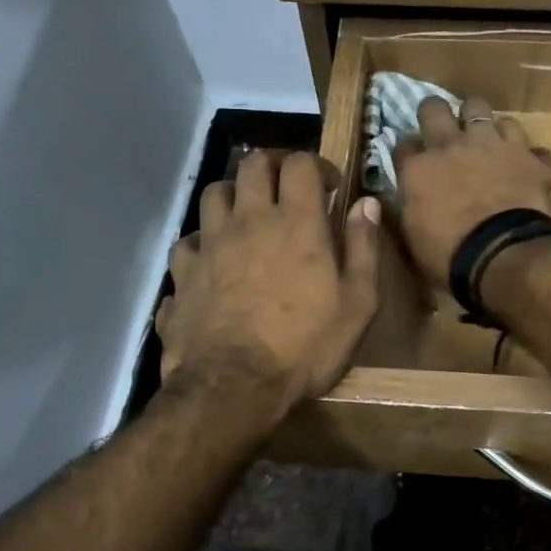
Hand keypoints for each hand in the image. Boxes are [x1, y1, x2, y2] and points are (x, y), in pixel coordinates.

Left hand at [155, 151, 379, 413]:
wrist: (234, 386)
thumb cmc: (305, 346)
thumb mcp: (357, 304)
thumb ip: (364, 248)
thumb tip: (367, 203)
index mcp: (296, 223)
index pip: (300, 164)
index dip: (315, 164)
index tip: (328, 185)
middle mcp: (249, 220)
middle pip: (252, 164)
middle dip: (272, 165)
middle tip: (286, 186)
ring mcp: (210, 244)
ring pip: (214, 192)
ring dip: (233, 193)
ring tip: (246, 214)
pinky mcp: (183, 272)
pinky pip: (187, 241)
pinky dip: (201, 241)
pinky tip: (211, 259)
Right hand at [394, 96, 550, 282]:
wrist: (502, 255)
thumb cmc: (448, 254)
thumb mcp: (413, 235)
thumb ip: (409, 206)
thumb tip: (407, 196)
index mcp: (419, 167)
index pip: (404, 144)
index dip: (409, 152)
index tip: (413, 162)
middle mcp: (453, 145)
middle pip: (435, 107)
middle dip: (436, 114)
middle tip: (442, 130)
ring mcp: (495, 145)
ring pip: (484, 111)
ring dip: (484, 124)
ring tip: (487, 141)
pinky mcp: (531, 158)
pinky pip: (533, 147)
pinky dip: (531, 157)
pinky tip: (530, 167)